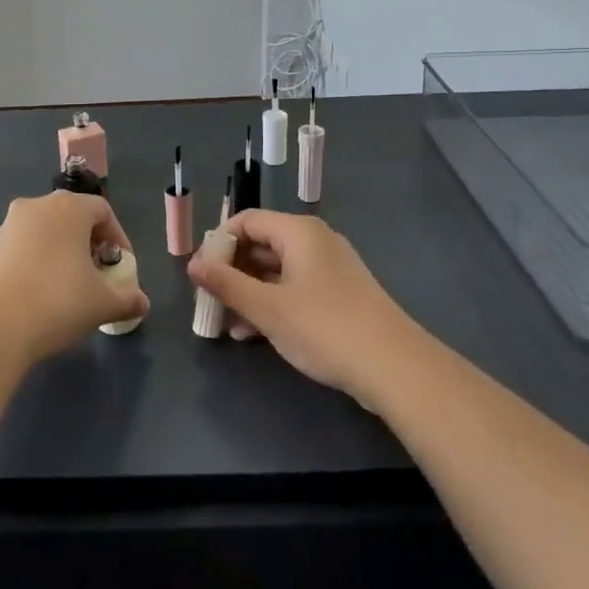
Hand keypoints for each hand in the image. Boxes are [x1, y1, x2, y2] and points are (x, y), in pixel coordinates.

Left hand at [0, 191, 145, 362]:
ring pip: (45, 231)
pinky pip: (23, 247)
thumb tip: (142, 302)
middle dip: (89, 244)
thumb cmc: (57, 303)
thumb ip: (127, 299)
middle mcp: (37, 206)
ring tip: (69, 287)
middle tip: (98, 275)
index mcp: (69, 208)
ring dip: (62, 252)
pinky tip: (39, 294)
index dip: (118, 238)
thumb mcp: (102, 304)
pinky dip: (37, 262)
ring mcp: (9, 225)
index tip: (121, 268)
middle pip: (72, 217)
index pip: (103, 211)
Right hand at [187, 209, 420, 404]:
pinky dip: (273, 304)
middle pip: (261, 245)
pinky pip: (295, 288)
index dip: (218, 243)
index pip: (246, 221)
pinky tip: (254, 334)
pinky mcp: (340, 295)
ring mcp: (330, 268)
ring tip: (226, 323)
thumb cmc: (324, 327)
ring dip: (249, 293)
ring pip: (277, 271)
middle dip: (232, 272)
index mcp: (298, 231)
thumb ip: (226, 284)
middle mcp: (315, 241)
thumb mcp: (267, 308)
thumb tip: (193, 265)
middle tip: (209, 300)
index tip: (199, 273)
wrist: (394, 367)